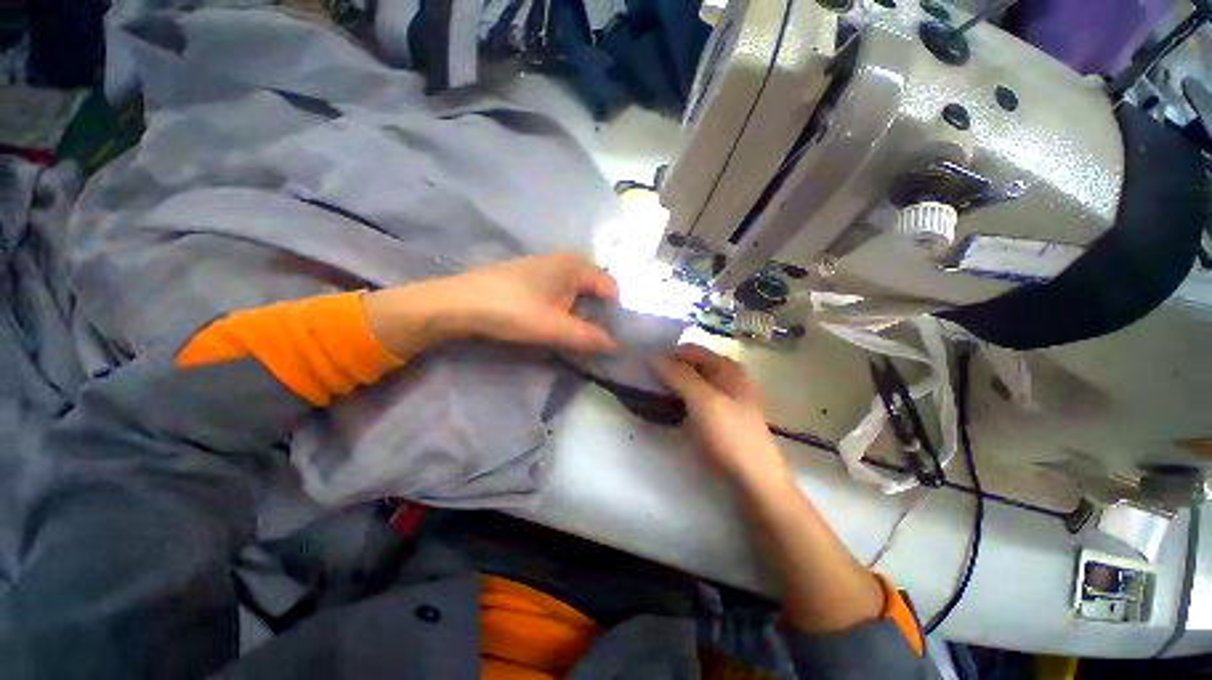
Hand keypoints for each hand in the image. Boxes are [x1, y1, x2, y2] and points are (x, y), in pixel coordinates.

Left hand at [363, 254, 618, 358]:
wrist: (458, 304)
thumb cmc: (513, 311)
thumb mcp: (556, 328)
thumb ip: (590, 338)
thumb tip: (615, 345)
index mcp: (575, 265)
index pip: (611, 288)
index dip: (613, 313)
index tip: (607, 336)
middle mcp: (564, 260)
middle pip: (595, 289)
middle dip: (596, 314)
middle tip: (589, 337)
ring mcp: (545, 266)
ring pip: (576, 291)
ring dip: (579, 313)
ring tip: (571, 333)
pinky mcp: (530, 277)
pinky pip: (559, 291)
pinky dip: (563, 307)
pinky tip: (552, 322)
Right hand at [654, 345, 793, 495]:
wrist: (753, 483)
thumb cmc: (731, 436)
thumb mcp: (704, 400)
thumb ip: (679, 375)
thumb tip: (654, 356)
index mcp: (727, 368)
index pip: (690, 350)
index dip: (666, 352)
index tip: (641, 361)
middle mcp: (723, 380)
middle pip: (688, 366)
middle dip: (665, 370)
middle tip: (638, 378)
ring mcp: (719, 401)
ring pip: (687, 385)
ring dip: (667, 387)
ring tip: (642, 392)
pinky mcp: (712, 419)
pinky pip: (689, 402)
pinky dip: (674, 402)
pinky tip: (657, 408)